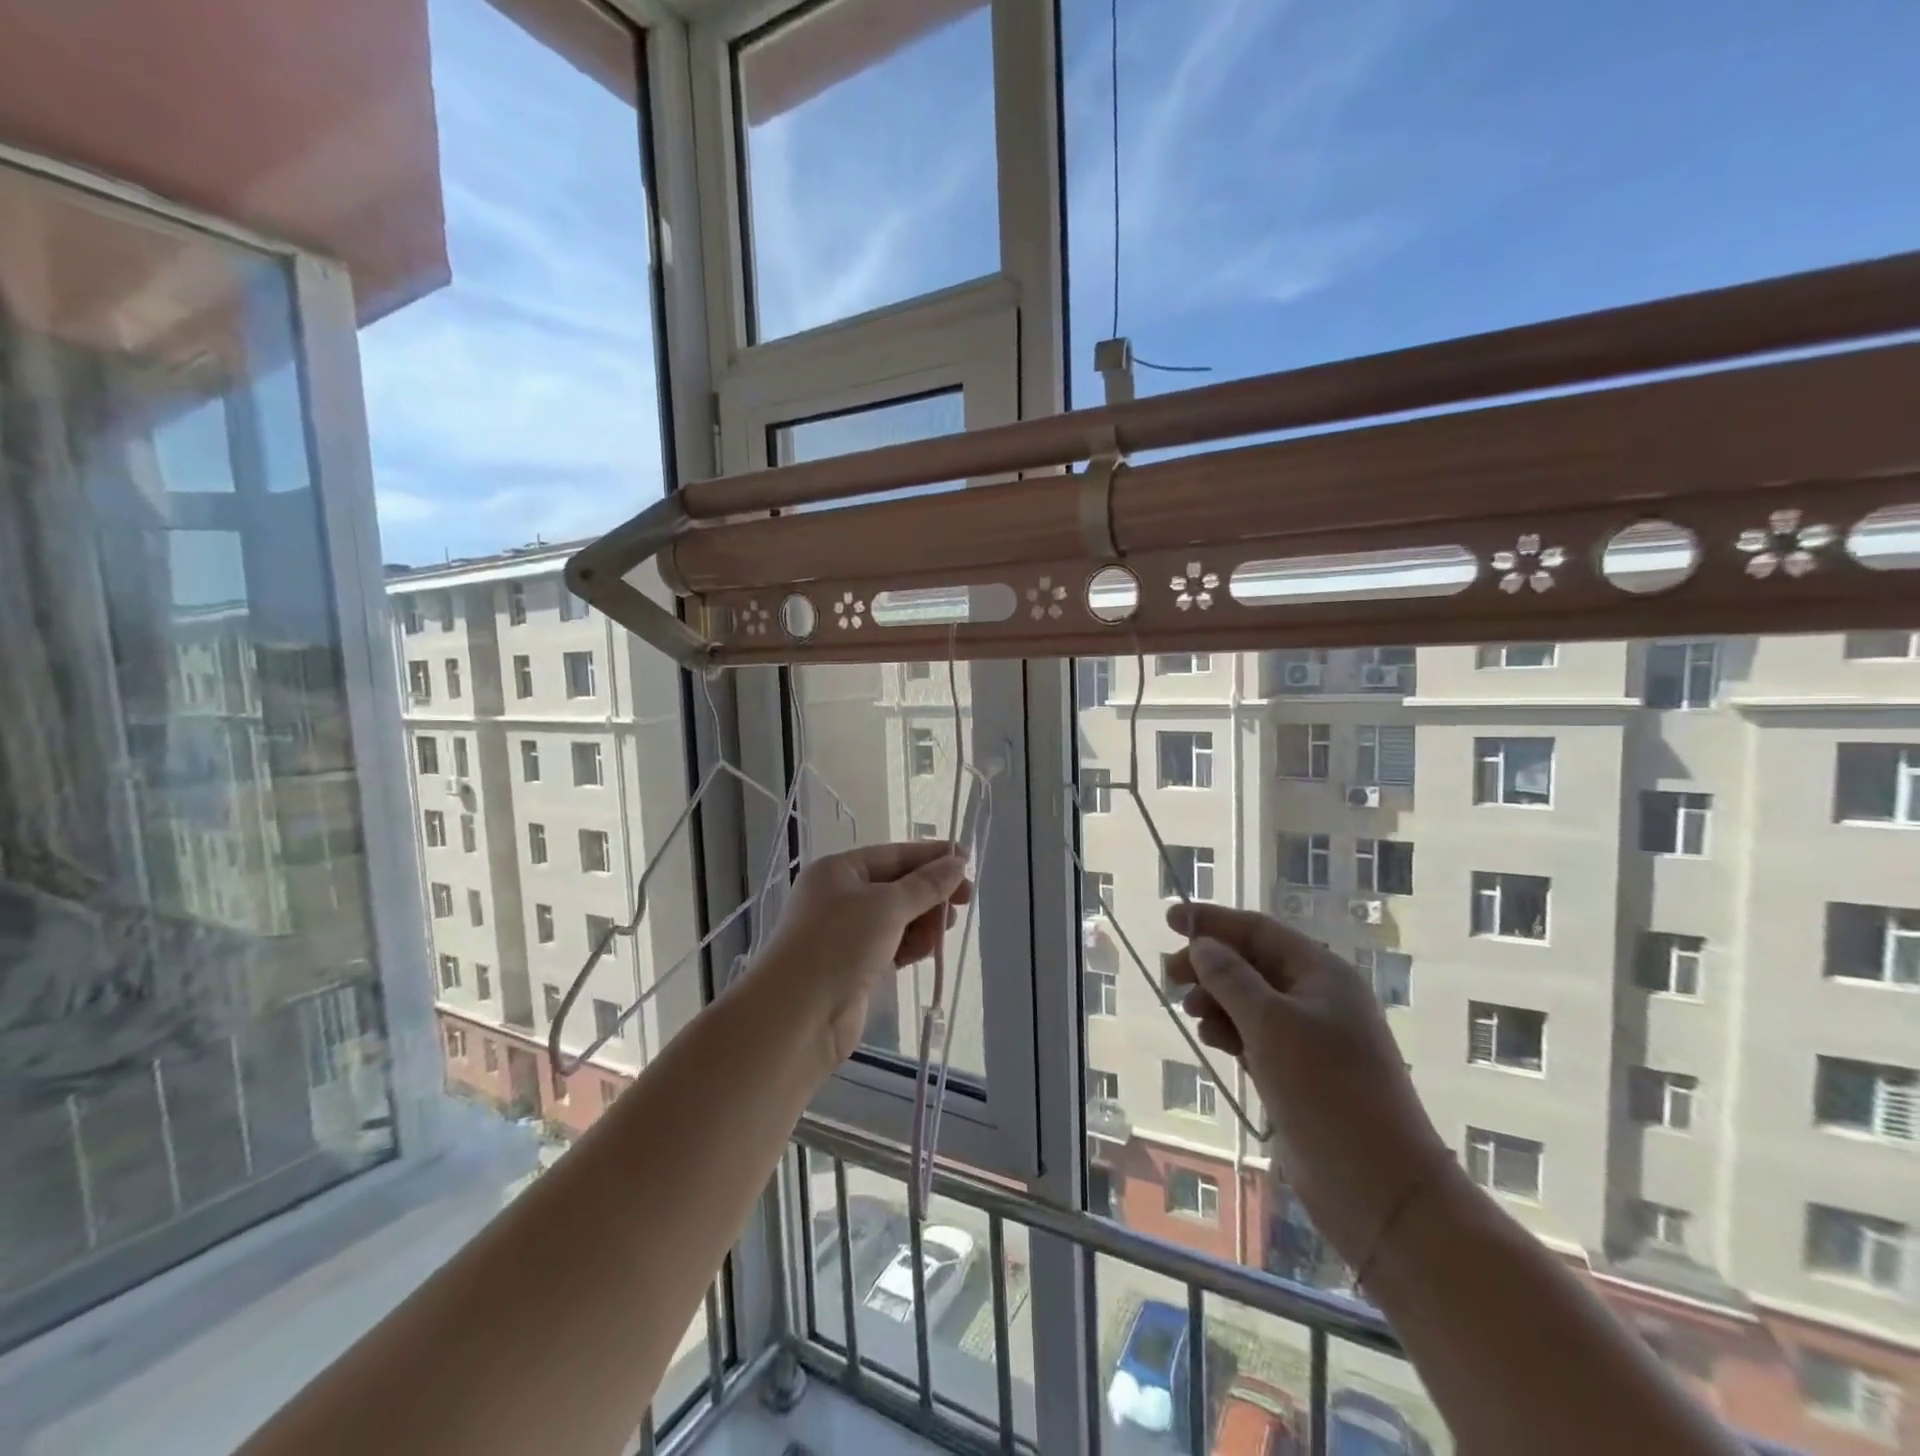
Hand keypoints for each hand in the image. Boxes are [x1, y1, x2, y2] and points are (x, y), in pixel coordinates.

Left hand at [754, 842, 973, 1071]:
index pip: (893, 855)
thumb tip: (957, 863)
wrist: (797, 1017)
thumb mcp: (887, 906)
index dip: (930, 857)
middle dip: (931, 892)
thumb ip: (926, 885)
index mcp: (839, 871)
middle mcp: (840, 897)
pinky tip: (931, 948)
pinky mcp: (855, 966)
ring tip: (947, 927)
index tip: (966, 860)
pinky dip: (912, 944)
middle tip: (966, 899)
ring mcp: (846, 934)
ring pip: (897, 918)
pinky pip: (893, 945)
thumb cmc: (838, 945)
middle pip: (897, 886)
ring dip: (925, 920)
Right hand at [1164, 903, 1455, 1268]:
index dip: (1213, 921)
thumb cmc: (1326, 1090)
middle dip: (1210, 964)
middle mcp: (1317, 997)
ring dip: (1217, 998)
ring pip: (1251, 1000)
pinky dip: (1230, 1030)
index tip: (1171, 920)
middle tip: (1170, 976)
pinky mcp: (1300, 1072)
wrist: (1379, 1187)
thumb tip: (1202, 945)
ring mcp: (1311, 1037)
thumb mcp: (1271, 1024)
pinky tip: (1212, 1039)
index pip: (1258, 930)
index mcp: (1321, 973)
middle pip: (1252, 963)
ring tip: (1191, 1012)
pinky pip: (1256, 1034)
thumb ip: (1231, 978)